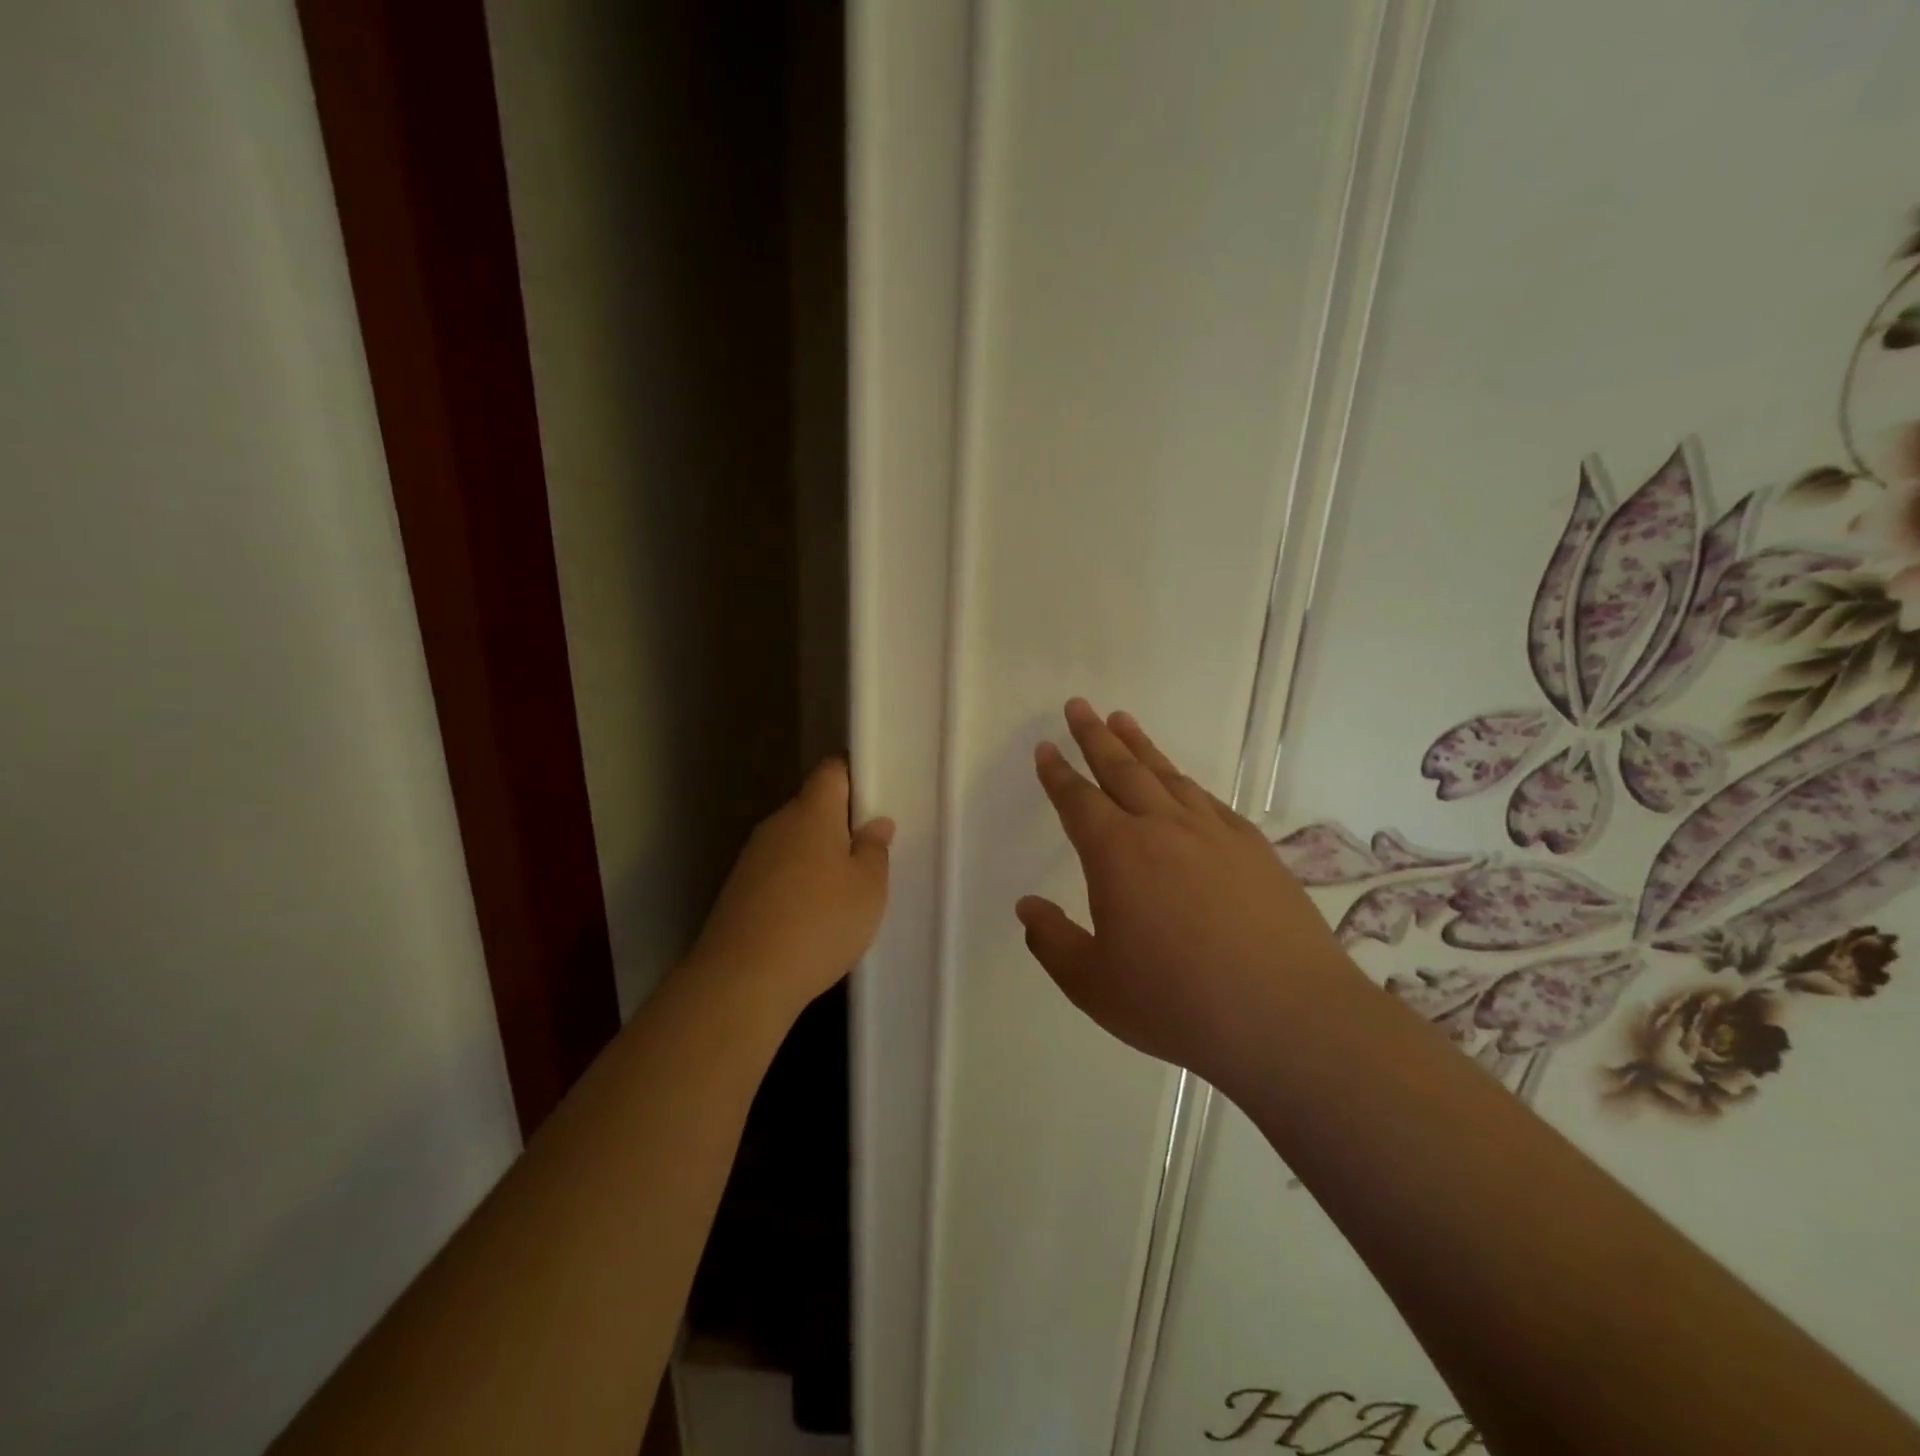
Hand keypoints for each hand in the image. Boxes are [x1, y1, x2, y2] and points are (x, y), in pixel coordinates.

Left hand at [688, 759, 893, 1019]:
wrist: (741, 981)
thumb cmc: (819, 924)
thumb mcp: (868, 889)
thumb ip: (875, 849)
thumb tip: (875, 823)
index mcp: (811, 812)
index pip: (832, 770)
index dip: (855, 775)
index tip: (876, 798)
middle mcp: (777, 825)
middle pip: (813, 807)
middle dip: (841, 823)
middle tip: (870, 854)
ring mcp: (752, 857)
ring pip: (795, 841)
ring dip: (819, 856)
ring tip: (844, 892)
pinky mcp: (739, 890)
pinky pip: (778, 871)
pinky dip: (797, 883)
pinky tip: (812, 917)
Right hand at [1016, 700, 1360, 1091]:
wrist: (1288, 1016)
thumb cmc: (1177, 1002)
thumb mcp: (1094, 984)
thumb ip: (1052, 942)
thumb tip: (1026, 906)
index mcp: (1117, 854)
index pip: (1078, 799)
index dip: (1057, 772)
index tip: (1045, 747)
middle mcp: (1162, 828)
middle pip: (1121, 768)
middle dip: (1094, 736)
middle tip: (1078, 706)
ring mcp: (1214, 833)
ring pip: (1166, 775)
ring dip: (1140, 746)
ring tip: (1123, 720)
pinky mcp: (1254, 848)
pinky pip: (1208, 800)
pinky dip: (1185, 782)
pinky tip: (1182, 782)